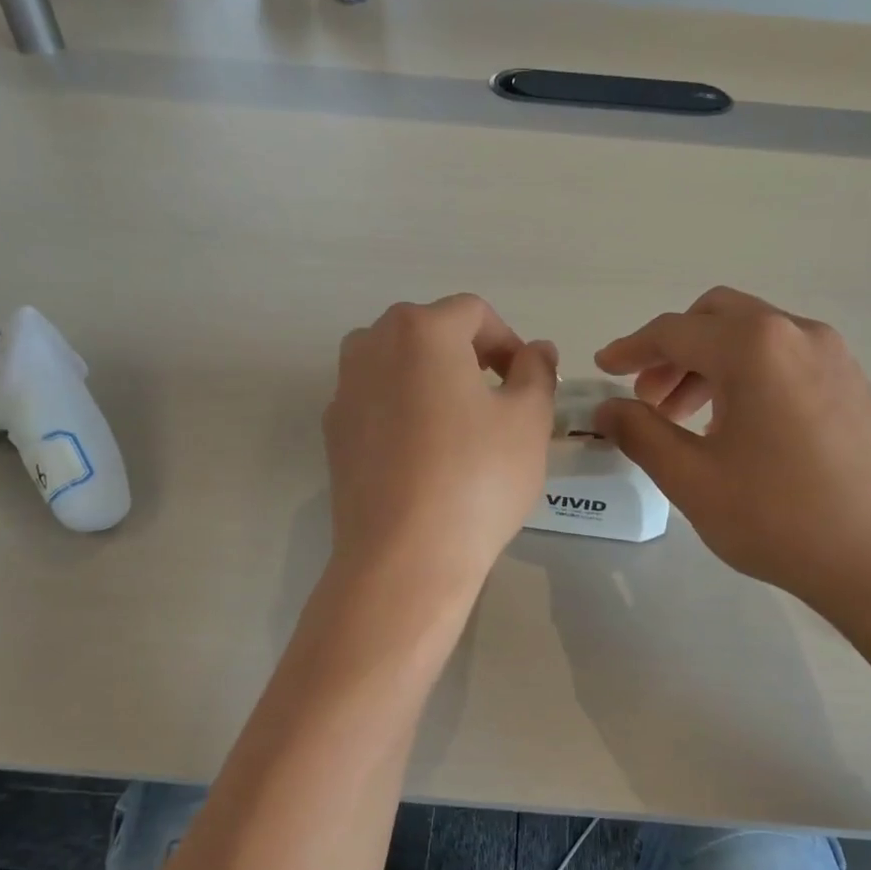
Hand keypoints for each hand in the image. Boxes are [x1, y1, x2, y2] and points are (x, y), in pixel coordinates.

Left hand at [326, 295, 556, 588]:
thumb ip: (537, 372)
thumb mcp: (528, 421)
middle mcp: (372, 345)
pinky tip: (424, 455)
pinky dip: (404, 410)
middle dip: (468, 355)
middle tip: (498, 400)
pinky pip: (377, 401)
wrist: (404, 557)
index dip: (509, 341)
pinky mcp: (334, 431)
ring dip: (432, 379)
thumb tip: (536, 351)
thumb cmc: (477, 479)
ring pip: (397, 364)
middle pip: (429, 331)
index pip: (474, 312)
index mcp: (421, 330)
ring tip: (460, 424)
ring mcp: (345, 389)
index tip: (527, 382)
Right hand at [594, 286, 870, 629]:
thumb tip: (607, 408)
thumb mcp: (692, 479)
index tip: (602, 369)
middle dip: (673, 350)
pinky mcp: (852, 383)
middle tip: (648, 398)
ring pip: (753, 336)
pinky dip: (746, 374)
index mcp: (754, 347)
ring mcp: (833, 356)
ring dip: (709, 363)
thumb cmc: (779, 517)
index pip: (674, 332)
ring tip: (685, 418)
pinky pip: (784, 358)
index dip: (630, 348)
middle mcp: (796, 333)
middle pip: (716, 318)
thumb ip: (641, 433)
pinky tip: (736, 426)